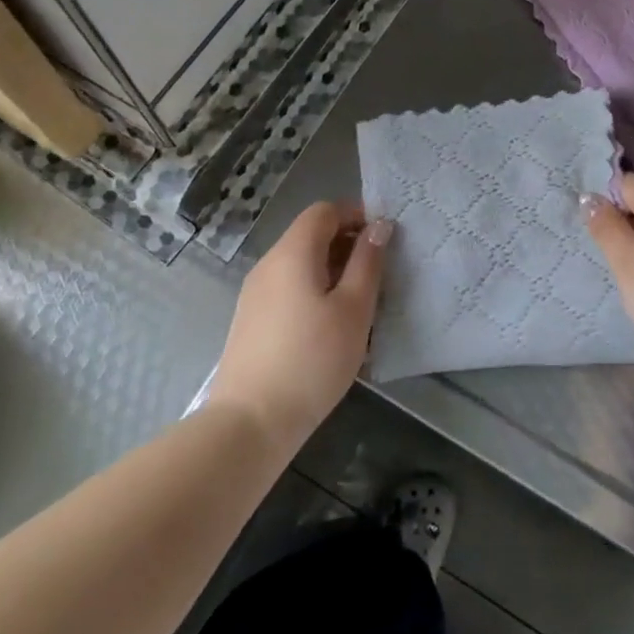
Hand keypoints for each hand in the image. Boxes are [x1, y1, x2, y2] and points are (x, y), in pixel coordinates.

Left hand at [207, 202, 388, 454]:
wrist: (250, 423)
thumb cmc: (312, 360)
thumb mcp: (354, 309)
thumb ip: (368, 262)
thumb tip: (379, 226)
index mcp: (293, 252)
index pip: (324, 211)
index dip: (356, 215)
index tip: (383, 239)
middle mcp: (269, 263)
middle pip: (311, 235)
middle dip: (347, 244)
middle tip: (379, 274)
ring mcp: (255, 293)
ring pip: (301, 264)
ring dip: (333, 271)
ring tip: (360, 304)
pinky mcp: (251, 320)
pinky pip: (289, 288)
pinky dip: (314, 291)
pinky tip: (331, 327)